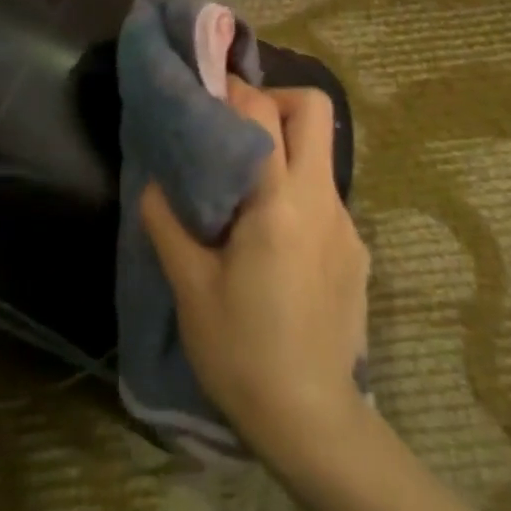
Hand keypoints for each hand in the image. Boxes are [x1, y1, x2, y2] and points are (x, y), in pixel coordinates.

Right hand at [139, 79, 370, 469]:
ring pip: (321, 152)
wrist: (312, 421)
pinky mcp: (355, 251)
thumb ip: (168, 223)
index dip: (231, 90)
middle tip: (232, 126)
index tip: (204, 89)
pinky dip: (294, 190)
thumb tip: (156, 182)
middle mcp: (322, 201)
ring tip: (242, 185)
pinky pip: (323, 196)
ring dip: (283, 146)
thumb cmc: (241, 352)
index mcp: (279, 203)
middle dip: (273, 100)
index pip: (261, 114)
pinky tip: (269, 239)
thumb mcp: (190, 287)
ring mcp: (346, 225)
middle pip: (315, 110)